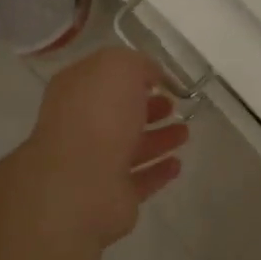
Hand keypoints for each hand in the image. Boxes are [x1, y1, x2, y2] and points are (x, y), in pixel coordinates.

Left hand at [23, 48, 190, 247]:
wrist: (82, 182)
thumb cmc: (99, 114)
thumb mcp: (120, 66)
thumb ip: (137, 64)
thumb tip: (150, 74)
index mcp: (75, 91)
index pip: (104, 77)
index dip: (132, 74)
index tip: (160, 78)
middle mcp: (81, 125)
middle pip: (118, 114)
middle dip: (148, 108)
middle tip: (174, 105)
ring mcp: (94, 163)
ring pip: (131, 147)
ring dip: (158, 139)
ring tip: (185, 132)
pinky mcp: (111, 195)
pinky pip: (140, 179)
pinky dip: (158, 171)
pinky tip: (177, 164)